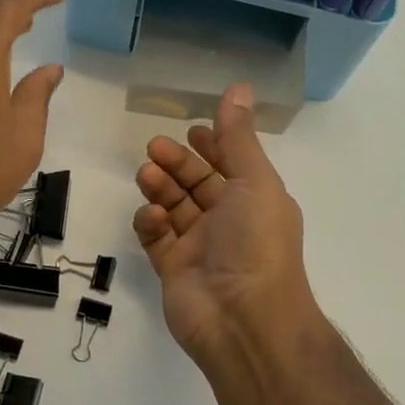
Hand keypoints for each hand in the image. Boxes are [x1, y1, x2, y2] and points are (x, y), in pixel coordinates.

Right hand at [132, 84, 326, 378]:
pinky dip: (151, 223)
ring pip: (173, 206)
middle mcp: (229, 221)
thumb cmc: (256, 242)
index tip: (191, 129)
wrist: (244, 318)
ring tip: (148, 175)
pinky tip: (153, 217)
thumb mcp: (254, 180)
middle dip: (177, 162)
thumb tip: (238, 86)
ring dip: (160, 187)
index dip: (213, 145)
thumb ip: (238, 135)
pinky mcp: (173, 268)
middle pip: (197, 182)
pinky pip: (156, 238)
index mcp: (254, 200)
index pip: (230, 164)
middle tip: (155, 148)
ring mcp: (200, 246)